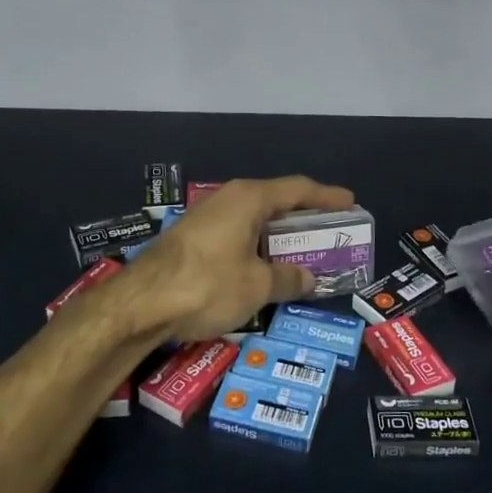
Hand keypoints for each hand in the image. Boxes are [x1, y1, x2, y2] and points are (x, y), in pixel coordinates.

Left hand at [125, 176, 355, 342]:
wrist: (140, 303)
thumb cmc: (207, 285)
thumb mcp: (257, 286)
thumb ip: (288, 278)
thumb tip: (308, 278)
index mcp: (249, 198)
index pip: (298, 189)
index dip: (327, 196)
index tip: (351, 203)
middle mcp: (228, 199)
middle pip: (276, 201)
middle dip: (304, 218)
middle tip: (330, 232)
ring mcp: (206, 217)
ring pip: (254, 219)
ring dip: (279, 235)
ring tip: (302, 252)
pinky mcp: (192, 238)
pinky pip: (237, 233)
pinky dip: (257, 246)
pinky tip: (264, 267)